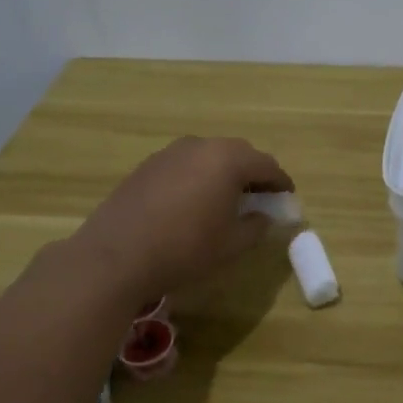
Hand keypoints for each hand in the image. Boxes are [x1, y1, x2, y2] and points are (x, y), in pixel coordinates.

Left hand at [53, 136, 293, 303]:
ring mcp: (170, 153)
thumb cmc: (184, 249)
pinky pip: (185, 165)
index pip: (266, 165)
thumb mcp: (232, 245)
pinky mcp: (147, 166)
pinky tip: (192, 203)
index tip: (287, 197)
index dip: (280, 182)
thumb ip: (256, 226)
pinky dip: (197, 177)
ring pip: (209, 156)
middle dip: (253, 173)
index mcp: (228, 160)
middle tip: (260, 197)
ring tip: (226, 200)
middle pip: (238, 154)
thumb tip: (263, 216)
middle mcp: (201, 146)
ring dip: (223, 173)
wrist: (115, 256)